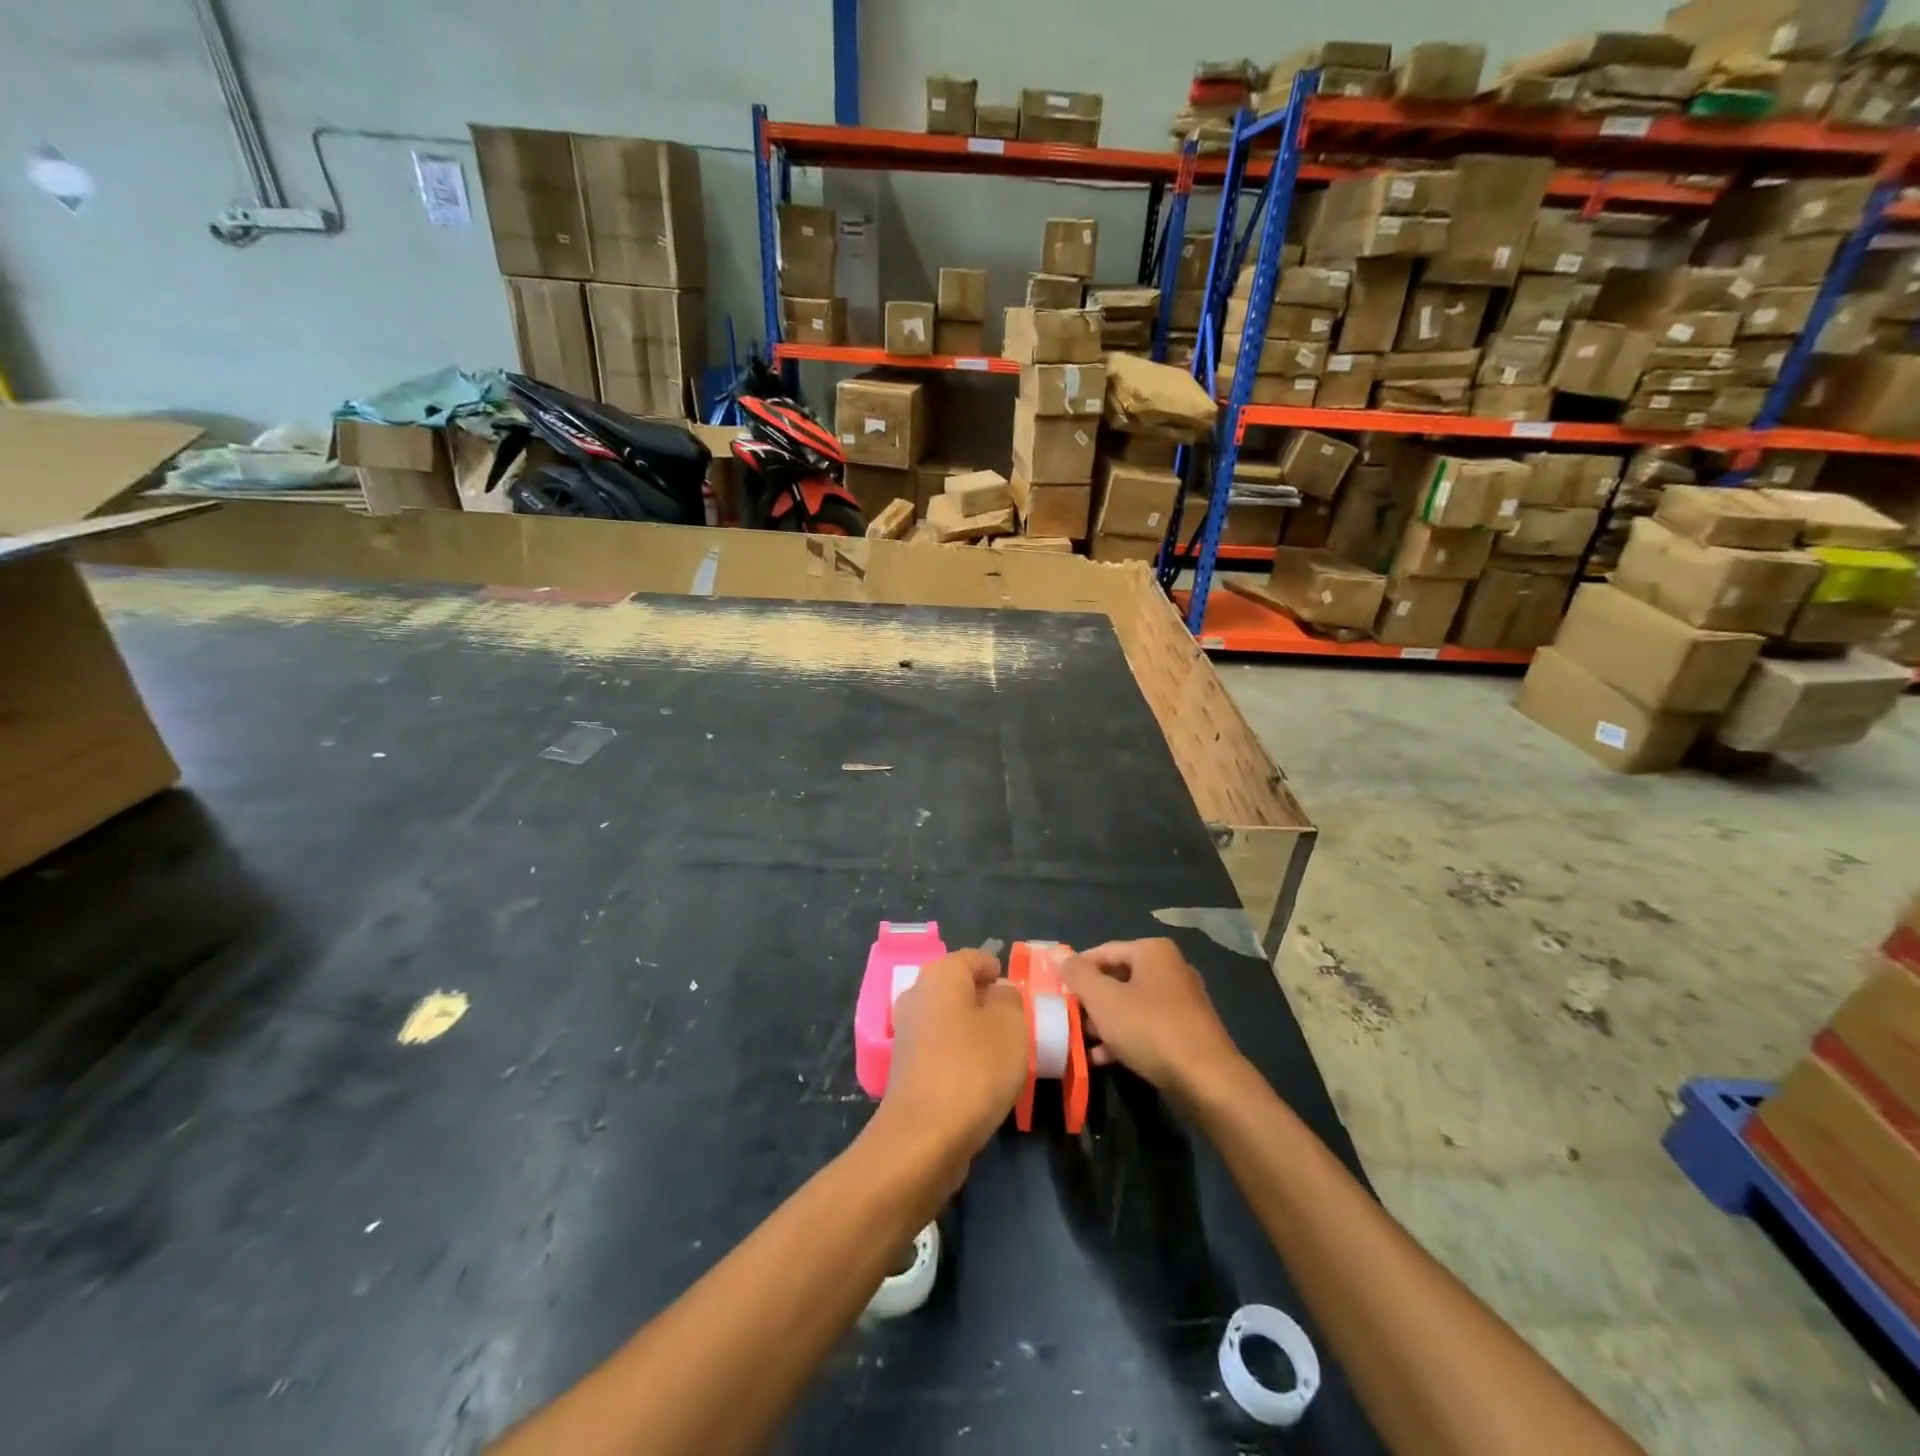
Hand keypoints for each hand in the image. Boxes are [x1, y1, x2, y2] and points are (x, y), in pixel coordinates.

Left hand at [879, 950, 1028, 1161]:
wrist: (924, 1136)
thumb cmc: (974, 1068)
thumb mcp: (1011, 1026)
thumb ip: (1009, 999)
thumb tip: (998, 992)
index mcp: (940, 975)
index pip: (973, 957)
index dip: (997, 969)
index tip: (1019, 992)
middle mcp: (917, 996)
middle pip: (958, 988)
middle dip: (987, 1001)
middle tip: (1017, 1023)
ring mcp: (907, 1033)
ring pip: (949, 1019)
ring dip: (974, 1031)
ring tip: (1004, 1054)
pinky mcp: (905, 1068)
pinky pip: (940, 1049)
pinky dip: (960, 1056)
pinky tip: (981, 1079)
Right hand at [1061, 939, 1246, 1102]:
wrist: (1207, 1080)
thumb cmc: (1150, 1028)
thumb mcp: (1103, 1000)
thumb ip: (1078, 975)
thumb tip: (1060, 956)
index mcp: (1153, 951)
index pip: (1103, 951)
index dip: (1077, 970)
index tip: (1057, 990)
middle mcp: (1171, 968)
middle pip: (1117, 977)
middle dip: (1091, 999)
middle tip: (1068, 1016)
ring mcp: (1182, 1000)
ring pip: (1131, 1004)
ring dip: (1105, 1021)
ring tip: (1082, 1040)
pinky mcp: (1187, 1030)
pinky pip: (1147, 1025)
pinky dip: (1125, 1036)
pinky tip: (1104, 1057)